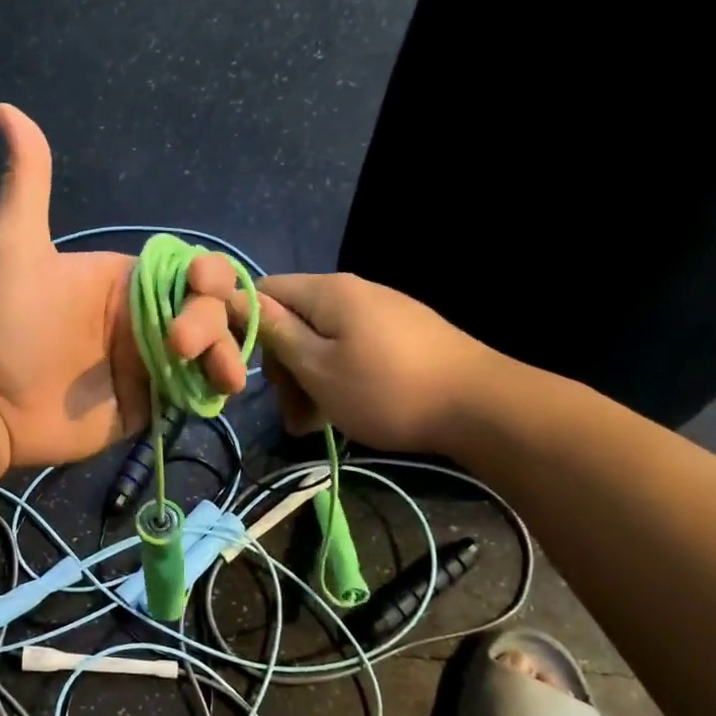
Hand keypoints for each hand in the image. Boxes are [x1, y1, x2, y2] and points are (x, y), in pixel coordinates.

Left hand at [0, 105, 246, 467]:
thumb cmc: (5, 323)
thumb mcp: (15, 245)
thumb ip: (27, 182)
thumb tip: (5, 109)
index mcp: (127, 280)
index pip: (188, 269)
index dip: (207, 272)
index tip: (200, 281)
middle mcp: (145, 318)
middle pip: (208, 309)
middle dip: (211, 318)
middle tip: (179, 344)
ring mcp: (150, 362)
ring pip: (212, 349)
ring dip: (226, 353)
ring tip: (218, 375)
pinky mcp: (151, 402)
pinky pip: (195, 389)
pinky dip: (214, 387)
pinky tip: (219, 390)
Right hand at [230, 272, 505, 452]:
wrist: (481, 407)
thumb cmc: (386, 389)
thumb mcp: (317, 366)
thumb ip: (275, 332)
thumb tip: (234, 299)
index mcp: (327, 291)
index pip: (263, 290)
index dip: (245, 325)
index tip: (247, 369)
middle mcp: (352, 292)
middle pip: (292, 320)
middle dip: (282, 365)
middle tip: (289, 411)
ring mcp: (380, 312)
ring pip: (320, 341)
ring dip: (306, 381)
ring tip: (312, 424)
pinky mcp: (400, 335)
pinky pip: (349, 350)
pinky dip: (335, 379)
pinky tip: (340, 412)